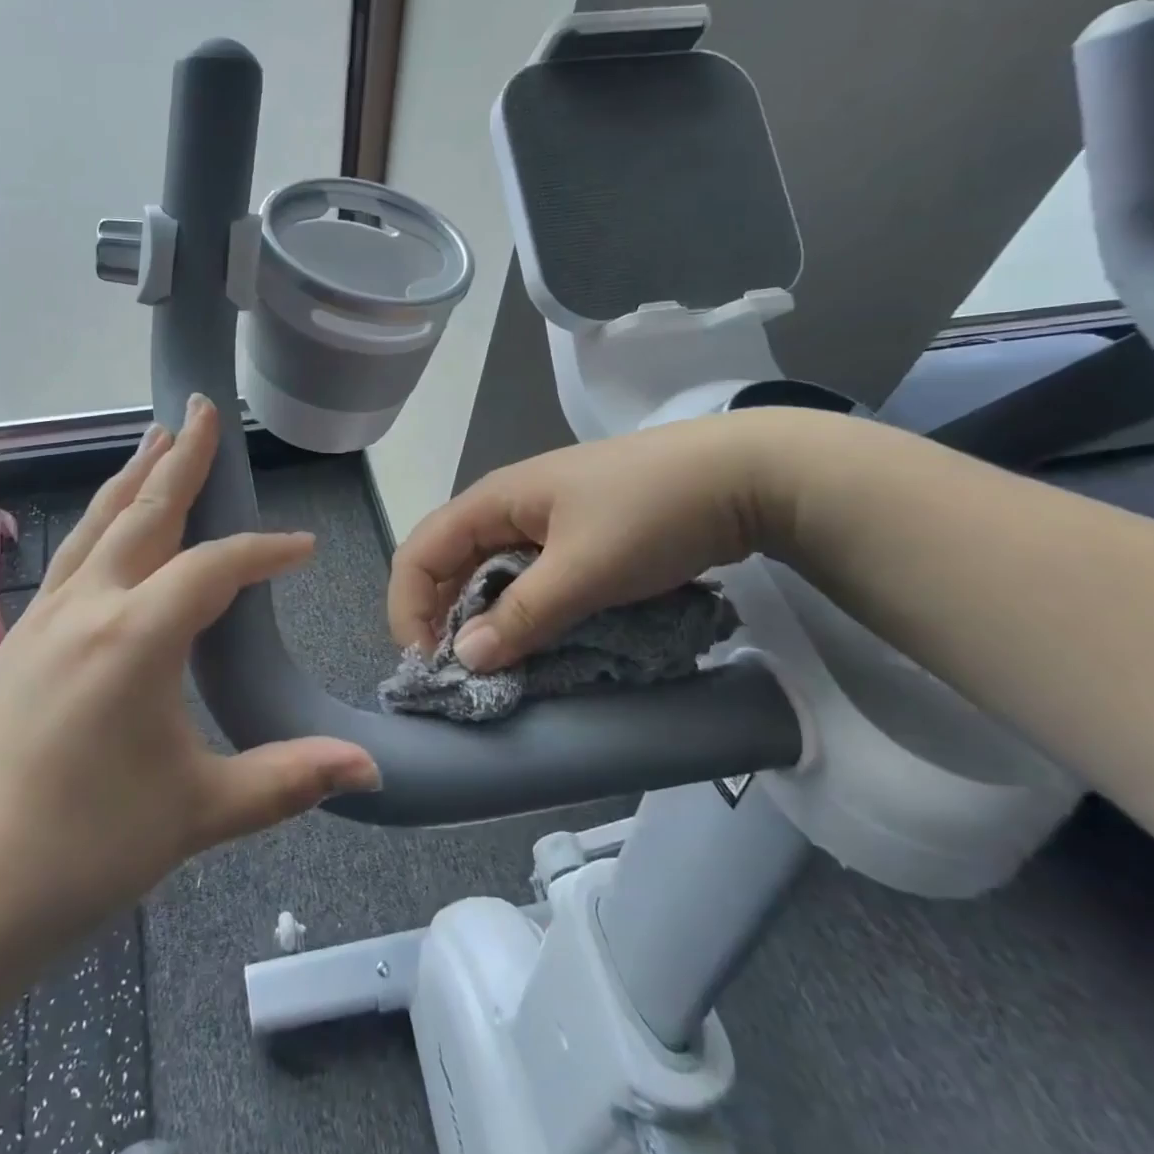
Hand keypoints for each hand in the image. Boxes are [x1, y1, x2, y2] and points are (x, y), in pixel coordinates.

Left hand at [0, 394, 379, 949]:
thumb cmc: (80, 850)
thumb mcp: (197, 812)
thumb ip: (288, 779)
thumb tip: (369, 768)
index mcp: (136, 635)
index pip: (217, 567)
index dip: (266, 552)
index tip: (304, 548)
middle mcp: (88, 606)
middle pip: (145, 511)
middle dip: (182, 457)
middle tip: (203, 408)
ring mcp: (43, 618)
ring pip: (98, 523)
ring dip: (134, 476)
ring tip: (156, 437)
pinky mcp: (17, 640)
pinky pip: (73, 556)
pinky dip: (102, 520)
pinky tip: (109, 527)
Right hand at [388, 415, 771, 672]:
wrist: (745, 476)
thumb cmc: (652, 512)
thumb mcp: (584, 569)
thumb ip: (522, 615)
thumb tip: (465, 660)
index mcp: (492, 501)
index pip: (419, 554)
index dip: (408, 609)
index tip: (430, 666)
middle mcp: (505, 508)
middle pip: (447, 564)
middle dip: (441, 619)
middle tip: (460, 677)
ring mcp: (542, 522)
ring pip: (487, 574)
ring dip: (482, 620)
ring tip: (496, 668)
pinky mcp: (574, 538)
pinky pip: (525, 578)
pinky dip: (519, 613)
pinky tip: (536, 642)